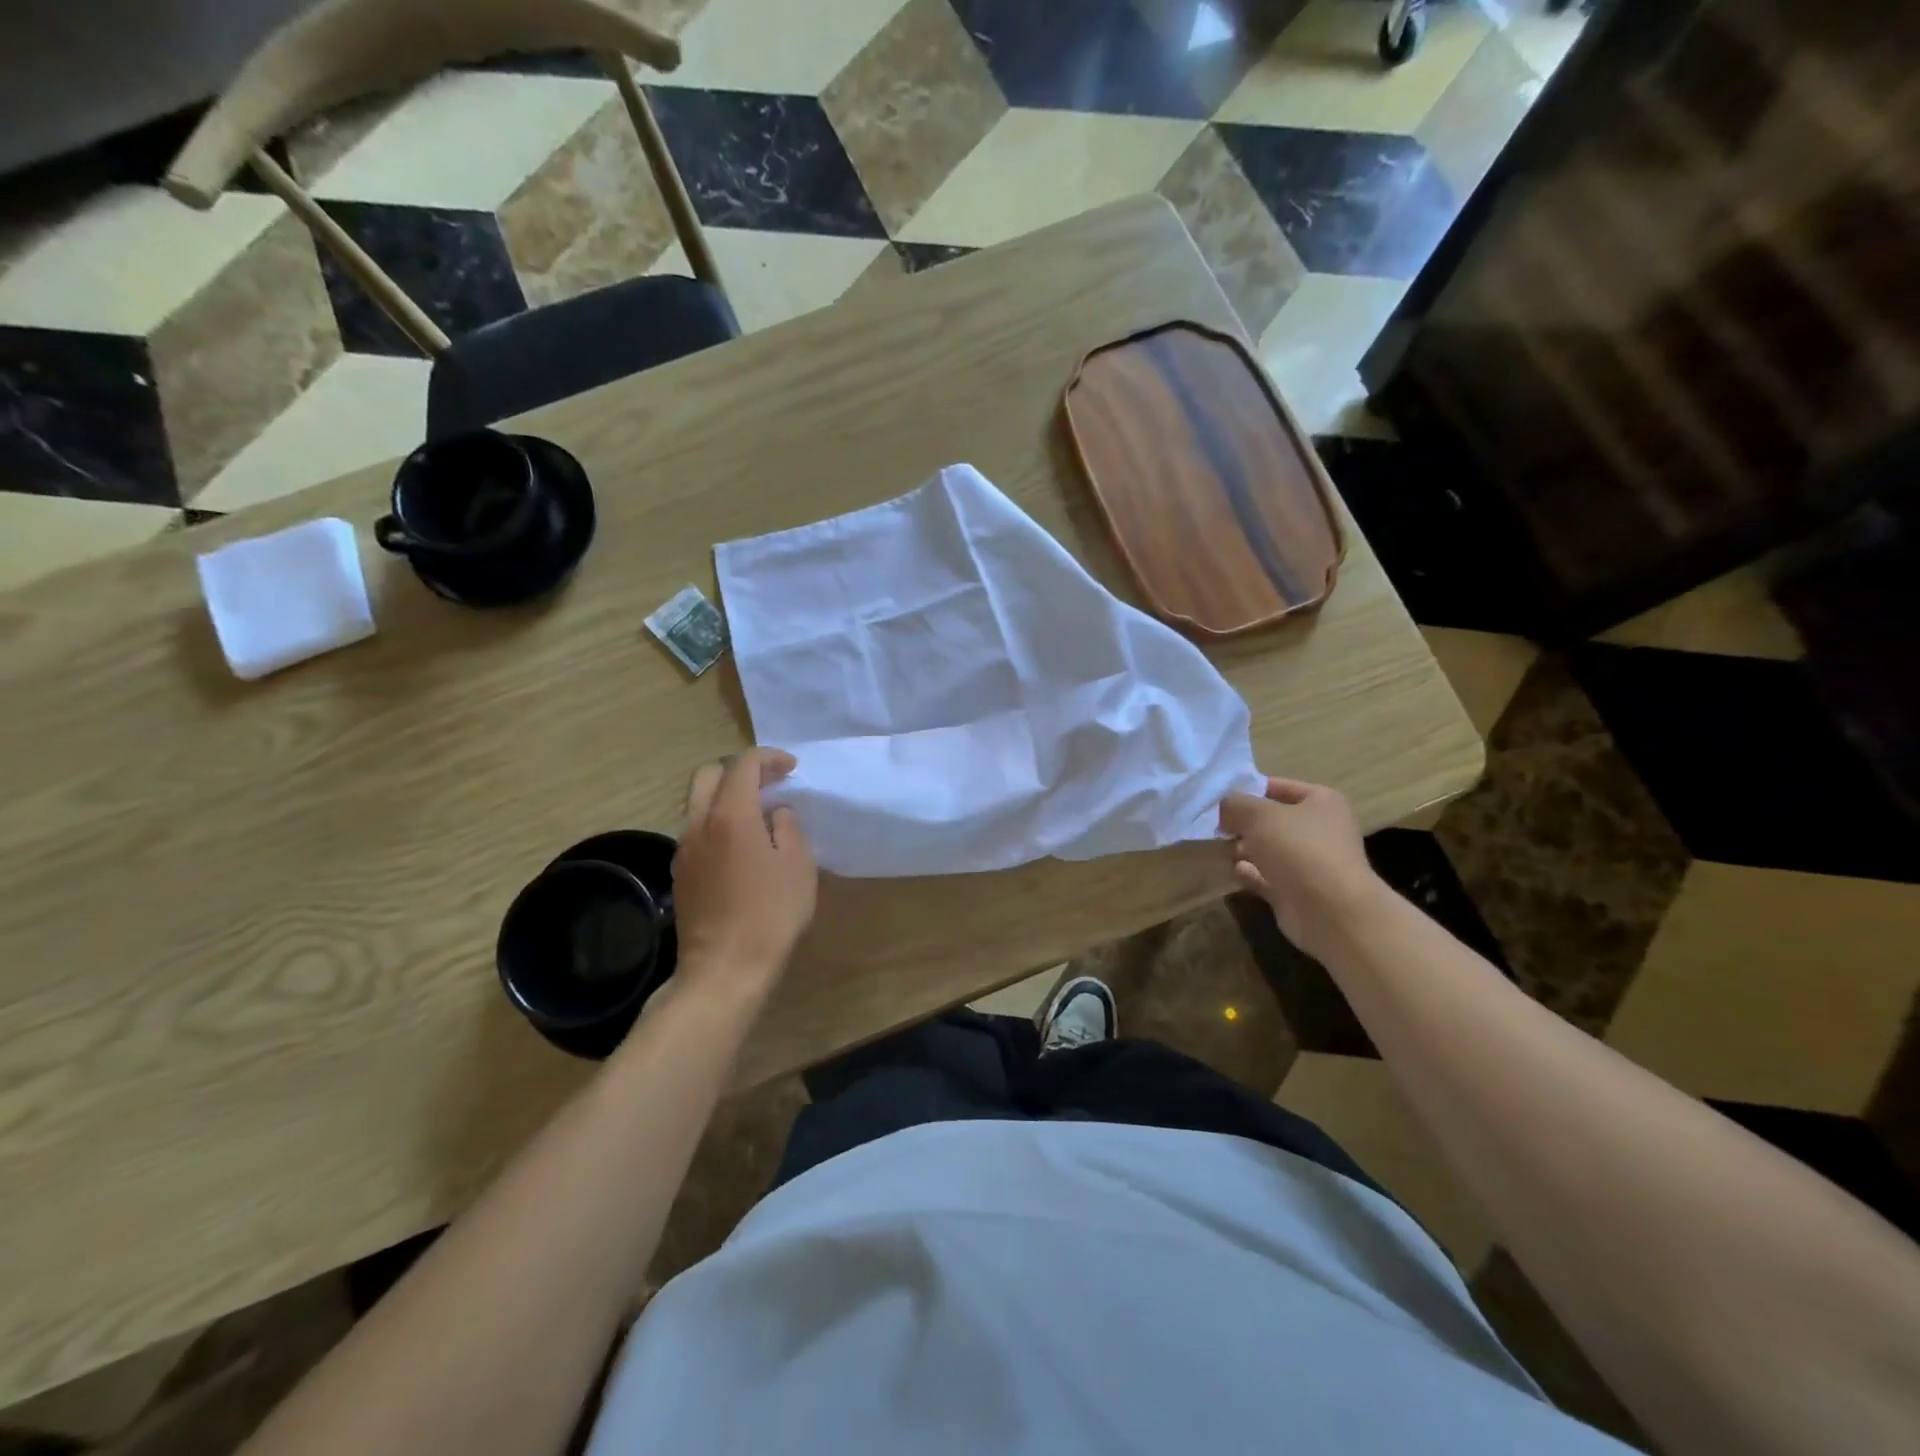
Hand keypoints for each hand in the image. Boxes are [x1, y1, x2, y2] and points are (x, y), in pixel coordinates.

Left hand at [671, 749, 816, 1002]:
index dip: (769, 757)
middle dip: (739, 770)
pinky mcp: (680, 873)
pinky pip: (697, 831)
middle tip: (769, 785)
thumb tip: (775, 812)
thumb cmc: (770, 914)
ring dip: (726, 797)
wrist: (724, 969)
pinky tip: (740, 847)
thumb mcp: (798, 865)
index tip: (791, 768)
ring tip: (758, 816)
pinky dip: (718, 823)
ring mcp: (684, 849)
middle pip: (709, 775)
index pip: (743, 764)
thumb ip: (788, 827)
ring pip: (698, 803)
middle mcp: (699, 823)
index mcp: (731, 815)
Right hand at [1219, 777, 1383, 960]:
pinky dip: (1250, 873)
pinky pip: (1266, 876)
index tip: (1218, 797)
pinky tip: (1234, 871)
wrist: (1330, 911)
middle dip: (1242, 823)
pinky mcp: (1297, 891)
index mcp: (1321, 802)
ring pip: (1267, 849)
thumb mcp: (1258, 815)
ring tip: (1220, 848)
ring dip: (1243, 848)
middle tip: (1213, 826)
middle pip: (1271, 820)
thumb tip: (1223, 808)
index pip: (1278, 787)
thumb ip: (1234, 804)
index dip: (1248, 789)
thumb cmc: (1298, 849)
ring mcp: (1309, 863)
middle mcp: (1319, 830)